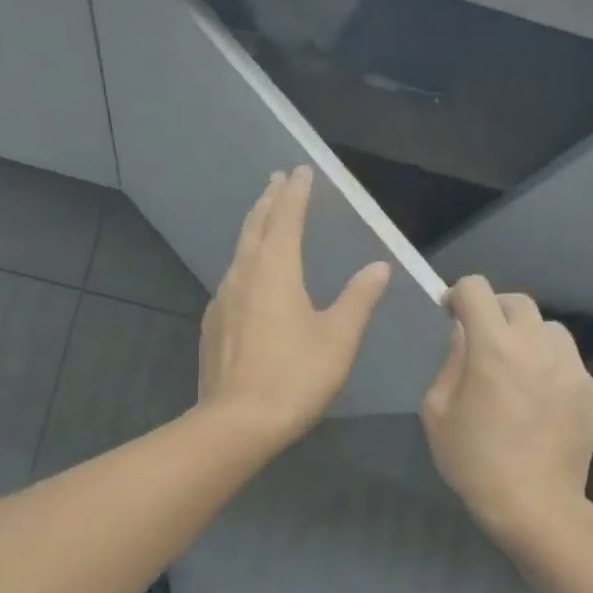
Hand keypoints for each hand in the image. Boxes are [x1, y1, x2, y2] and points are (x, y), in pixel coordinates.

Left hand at [197, 167, 390, 447]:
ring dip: (254, 229)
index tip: (301, 170)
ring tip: (265, 218)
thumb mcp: (338, 338)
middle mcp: (244, 275)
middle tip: (277, 180)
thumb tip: (378, 267)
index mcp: (275, 270)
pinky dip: (245, 262)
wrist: (237, 422)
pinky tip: (249, 277)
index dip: (295, 192)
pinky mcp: (214, 324)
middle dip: (269, 201)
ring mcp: (223, 299)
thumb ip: (359, 299)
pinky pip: (231, 279)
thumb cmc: (295, 377)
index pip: (286, 217)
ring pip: (240, 252)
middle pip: (256, 227)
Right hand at [421, 276, 592, 547]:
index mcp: (493, 346)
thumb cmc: (473, 459)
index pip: (476, 289)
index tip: (452, 314)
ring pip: (550, 329)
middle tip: (484, 342)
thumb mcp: (436, 410)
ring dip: (529, 338)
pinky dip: (553, 371)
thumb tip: (464, 335)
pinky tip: (543, 405)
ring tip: (519, 370)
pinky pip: (571, 365)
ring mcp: (573, 368)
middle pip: (518, 302)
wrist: (533, 505)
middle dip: (495, 312)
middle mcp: (538, 345)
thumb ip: (450, 362)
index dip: (459, 295)